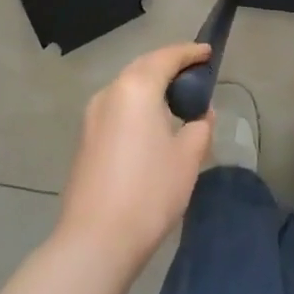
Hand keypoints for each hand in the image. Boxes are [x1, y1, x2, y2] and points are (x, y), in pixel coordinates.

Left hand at [57, 43, 213, 271]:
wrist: (95, 240)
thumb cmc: (149, 191)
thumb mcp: (187, 157)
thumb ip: (200, 127)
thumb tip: (201, 115)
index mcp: (136, 87)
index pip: (167, 57)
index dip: (190, 53)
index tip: (208, 53)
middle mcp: (110, 92)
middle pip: (143, 67)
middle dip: (169, 65)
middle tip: (195, 72)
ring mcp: (92, 115)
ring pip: (127, 87)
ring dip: (151, 85)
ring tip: (176, 97)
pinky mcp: (85, 138)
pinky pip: (117, 107)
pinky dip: (137, 104)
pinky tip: (152, 123)